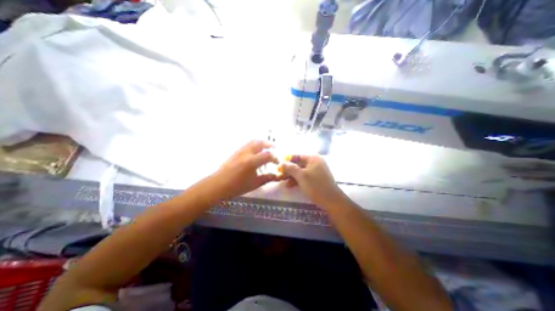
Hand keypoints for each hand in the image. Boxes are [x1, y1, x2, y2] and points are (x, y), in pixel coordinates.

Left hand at [213, 140, 281, 200]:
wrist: (218, 185)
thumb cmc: (237, 187)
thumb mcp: (254, 184)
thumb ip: (267, 178)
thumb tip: (278, 176)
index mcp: (251, 162)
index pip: (268, 155)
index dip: (275, 158)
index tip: (278, 162)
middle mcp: (246, 153)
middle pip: (261, 143)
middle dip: (270, 144)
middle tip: (275, 148)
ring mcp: (240, 151)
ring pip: (253, 141)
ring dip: (262, 143)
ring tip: (267, 147)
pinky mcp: (236, 152)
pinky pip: (247, 144)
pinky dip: (255, 144)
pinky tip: (256, 151)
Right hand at [280, 154, 345, 206]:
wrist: (331, 200)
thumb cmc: (316, 185)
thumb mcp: (301, 176)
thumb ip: (290, 168)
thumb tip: (281, 163)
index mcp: (313, 158)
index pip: (297, 156)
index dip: (287, 160)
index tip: (279, 165)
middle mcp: (315, 163)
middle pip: (298, 164)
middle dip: (288, 170)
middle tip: (279, 175)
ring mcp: (315, 171)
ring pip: (300, 171)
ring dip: (291, 176)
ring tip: (282, 182)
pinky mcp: (315, 179)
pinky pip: (304, 177)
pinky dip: (297, 180)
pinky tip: (289, 186)